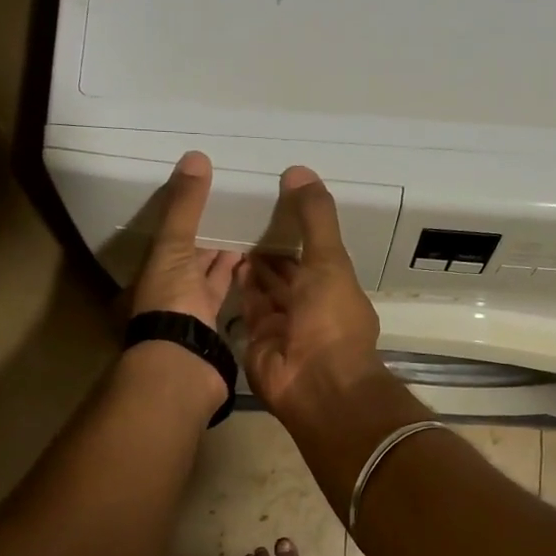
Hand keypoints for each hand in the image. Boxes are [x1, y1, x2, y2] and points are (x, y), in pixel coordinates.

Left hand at [128, 151, 241, 327]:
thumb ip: (185, 207)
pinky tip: (252, 259)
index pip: (169, 234)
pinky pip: (223, 290)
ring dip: (224, 254)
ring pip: (207, 272)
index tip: (209, 191)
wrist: (183, 360)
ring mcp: (189, 307)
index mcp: (150, 267)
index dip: (186, 214)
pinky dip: (234, 275)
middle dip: (208, 233)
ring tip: (248, 227)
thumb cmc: (171, 299)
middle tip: (234, 206)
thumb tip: (195, 156)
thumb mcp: (174, 246)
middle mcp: (166, 286)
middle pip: (189, 254)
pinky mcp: (212, 322)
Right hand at [238, 167, 384, 424]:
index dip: (297, 228)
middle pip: (287, 270)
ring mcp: (283, 325)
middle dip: (270, 246)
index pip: (314, 252)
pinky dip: (238, 286)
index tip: (274, 199)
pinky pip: (247, 307)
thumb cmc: (330, 319)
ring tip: (228, 228)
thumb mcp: (329, 260)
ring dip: (251, 263)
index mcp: (334, 286)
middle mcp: (309, 305)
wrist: (314, 384)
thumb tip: (299, 170)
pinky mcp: (257, 339)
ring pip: (266, 288)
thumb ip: (315, 217)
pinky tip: (222, 259)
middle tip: (243, 211)